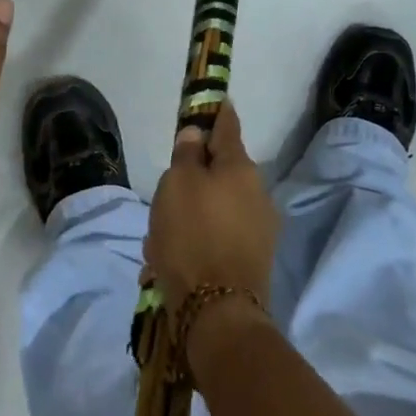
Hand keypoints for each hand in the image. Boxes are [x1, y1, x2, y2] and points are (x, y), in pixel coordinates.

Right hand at [144, 103, 278, 315]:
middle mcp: (256, 194)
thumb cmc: (193, 236)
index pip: (227, 125)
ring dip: (188, 217)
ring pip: (213, 209)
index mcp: (240, 168)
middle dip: (191, 179)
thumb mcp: (176, 184)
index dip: (216, 111)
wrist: (218, 316)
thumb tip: (196, 137)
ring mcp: (258, 230)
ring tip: (157, 240)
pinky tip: (167, 264)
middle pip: (219, 172)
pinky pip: (215, 240)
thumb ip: (186, 155)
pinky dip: (194, 245)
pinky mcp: (251, 262)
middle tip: (163, 194)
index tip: (212, 100)